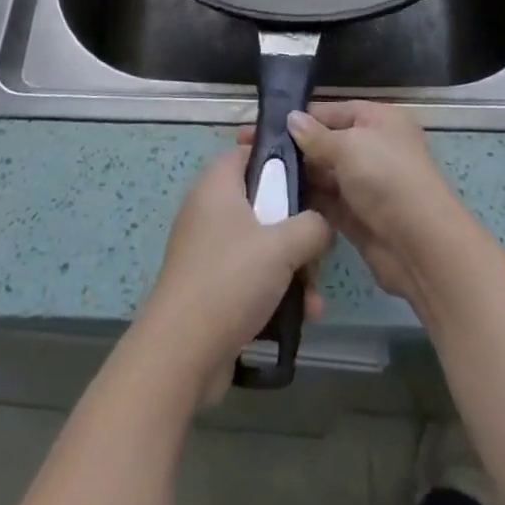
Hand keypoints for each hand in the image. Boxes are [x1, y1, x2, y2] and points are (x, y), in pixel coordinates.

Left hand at [134, 147, 333, 403]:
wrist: (181, 354)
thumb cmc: (231, 280)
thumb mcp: (283, 245)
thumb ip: (313, 225)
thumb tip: (322, 225)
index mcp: (217, 185)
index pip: (249, 151)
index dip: (281, 157)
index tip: (313, 175)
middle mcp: (209, 210)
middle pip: (263, 201)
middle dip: (297, 228)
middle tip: (319, 247)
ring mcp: (208, 250)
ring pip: (261, 243)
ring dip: (293, 267)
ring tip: (314, 298)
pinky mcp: (210, 286)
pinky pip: (250, 275)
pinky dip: (275, 290)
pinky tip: (301, 317)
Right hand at [276, 101, 476, 312]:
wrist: (421, 246)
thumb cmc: (387, 180)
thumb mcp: (350, 147)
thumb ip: (316, 136)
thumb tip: (291, 119)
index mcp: (378, 120)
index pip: (330, 111)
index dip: (296, 119)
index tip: (258, 127)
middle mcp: (372, 147)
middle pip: (325, 143)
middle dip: (292, 149)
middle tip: (248, 154)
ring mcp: (365, 184)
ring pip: (323, 174)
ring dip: (296, 177)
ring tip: (255, 179)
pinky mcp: (358, 216)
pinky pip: (326, 203)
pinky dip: (306, 202)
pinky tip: (275, 202)